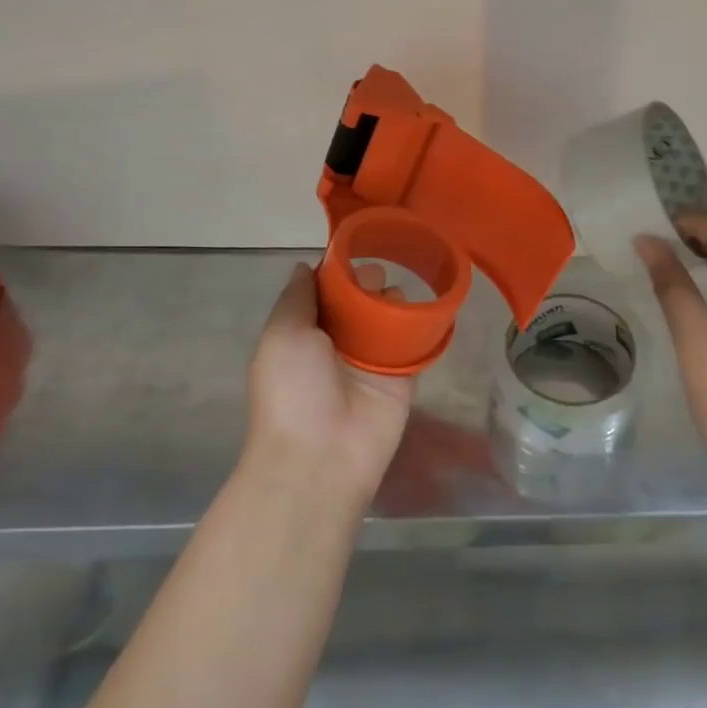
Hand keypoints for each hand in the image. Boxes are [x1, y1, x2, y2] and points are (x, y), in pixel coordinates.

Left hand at [243, 262, 415, 506]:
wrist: (320, 457)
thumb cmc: (292, 390)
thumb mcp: (282, 334)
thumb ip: (296, 297)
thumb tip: (305, 266)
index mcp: (305, 334)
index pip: (326, 292)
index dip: (338, 271)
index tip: (352, 250)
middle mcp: (339, 344)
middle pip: (360, 300)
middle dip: (368, 281)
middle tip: (375, 277)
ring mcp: (372, 360)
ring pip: (389, 316)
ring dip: (394, 299)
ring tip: (394, 297)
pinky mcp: (403, 377)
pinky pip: (414, 342)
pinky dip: (421, 324)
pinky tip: (425, 308)